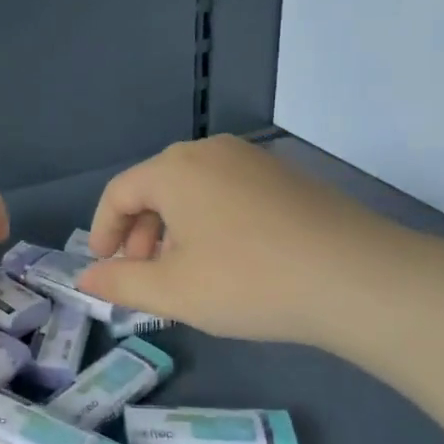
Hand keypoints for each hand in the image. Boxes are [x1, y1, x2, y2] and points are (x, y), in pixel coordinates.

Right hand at [77, 136, 412, 350]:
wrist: (359, 279)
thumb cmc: (249, 281)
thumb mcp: (173, 290)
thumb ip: (120, 283)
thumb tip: (85, 279)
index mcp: (174, 169)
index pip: (119, 193)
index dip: (103, 231)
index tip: (104, 267)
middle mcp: (209, 152)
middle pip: (156, 187)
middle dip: (139, 232)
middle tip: (142, 274)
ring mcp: (252, 160)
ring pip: (193, 191)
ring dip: (174, 229)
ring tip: (183, 271)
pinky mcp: (285, 177)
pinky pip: (227, 193)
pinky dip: (210, 222)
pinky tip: (228, 259)